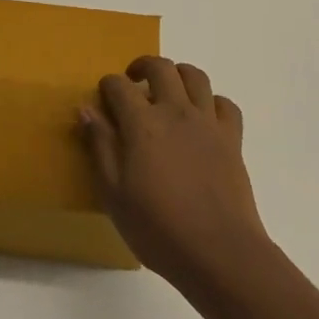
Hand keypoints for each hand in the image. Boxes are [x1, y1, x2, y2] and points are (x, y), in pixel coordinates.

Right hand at [79, 56, 267, 286]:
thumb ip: (100, 146)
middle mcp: (175, 112)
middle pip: (161, 68)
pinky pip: (225, 105)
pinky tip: (203, 117)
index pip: (119, 86)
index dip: (107, 86)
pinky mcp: (232, 139)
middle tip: (133, 81)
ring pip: (196, 77)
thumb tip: (86, 109)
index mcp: (142, 124)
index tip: (102, 98)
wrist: (219, 252)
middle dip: (142, 66)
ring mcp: (207, 123)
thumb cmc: (158, 228)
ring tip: (168, 90)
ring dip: (178, 75)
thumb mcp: (114, 194)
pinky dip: (212, 102)